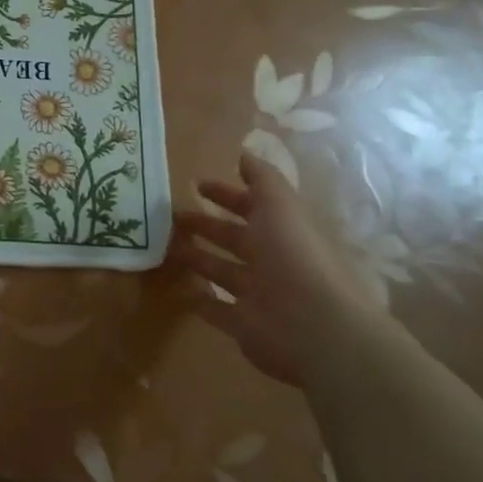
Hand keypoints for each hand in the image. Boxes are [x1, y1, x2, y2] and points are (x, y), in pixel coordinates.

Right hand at [171, 153, 374, 387]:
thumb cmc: (295, 257)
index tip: (195, 184)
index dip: (225, 194)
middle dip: (204, 225)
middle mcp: (270, 260)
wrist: (317, 327)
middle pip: (233, 238)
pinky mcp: (243, 325)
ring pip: (221, 271)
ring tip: (165, 247)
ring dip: (197, 258)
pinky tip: (178, 290)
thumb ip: (262, 179)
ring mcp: (257, 294)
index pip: (250, 206)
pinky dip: (199, 300)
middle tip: (170, 216)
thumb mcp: (280, 206)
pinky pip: (216, 310)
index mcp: (281, 230)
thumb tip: (243, 154)